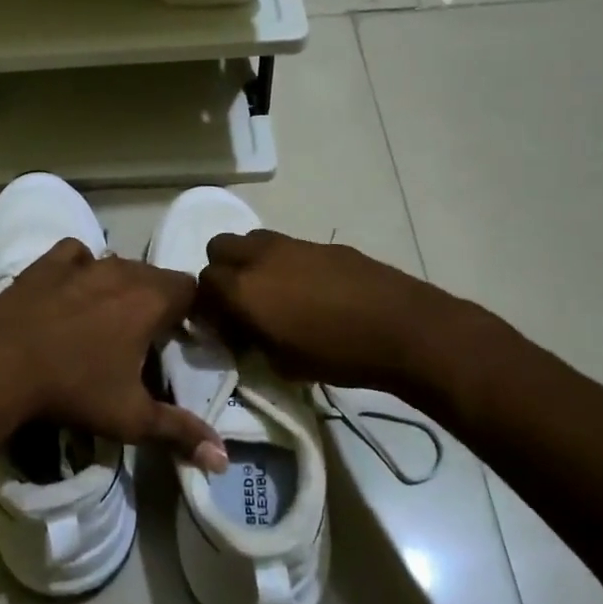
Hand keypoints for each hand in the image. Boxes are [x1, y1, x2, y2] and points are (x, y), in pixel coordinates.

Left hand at [0, 239, 225, 470]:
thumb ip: (179, 432)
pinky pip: (77, 255)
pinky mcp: (48, 263)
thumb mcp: (131, 417)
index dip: (193, 310)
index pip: (191, 289)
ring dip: (122, 285)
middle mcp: (122, 271)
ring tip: (111, 317)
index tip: (185, 335)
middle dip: (159, 300)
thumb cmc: (74, 388)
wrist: (0, 364)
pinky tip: (73, 289)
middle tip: (149, 335)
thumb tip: (222, 460)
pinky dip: (81, 268)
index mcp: (151, 300)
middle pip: (156, 276)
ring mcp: (83, 263)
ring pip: (118, 264)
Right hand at [195, 230, 513, 402]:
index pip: (202, 284)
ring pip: (253, 240)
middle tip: (241, 301)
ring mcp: (292, 244)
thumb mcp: (281, 363)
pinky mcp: (322, 243)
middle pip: (219, 247)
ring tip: (275, 293)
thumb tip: (244, 330)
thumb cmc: (336, 354)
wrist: (400, 328)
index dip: (208, 306)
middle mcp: (259, 256)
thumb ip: (251, 341)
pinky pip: (289, 247)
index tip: (224, 327)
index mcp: (242, 288)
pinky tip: (312, 291)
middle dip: (222, 271)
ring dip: (252, 261)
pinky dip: (286, 263)